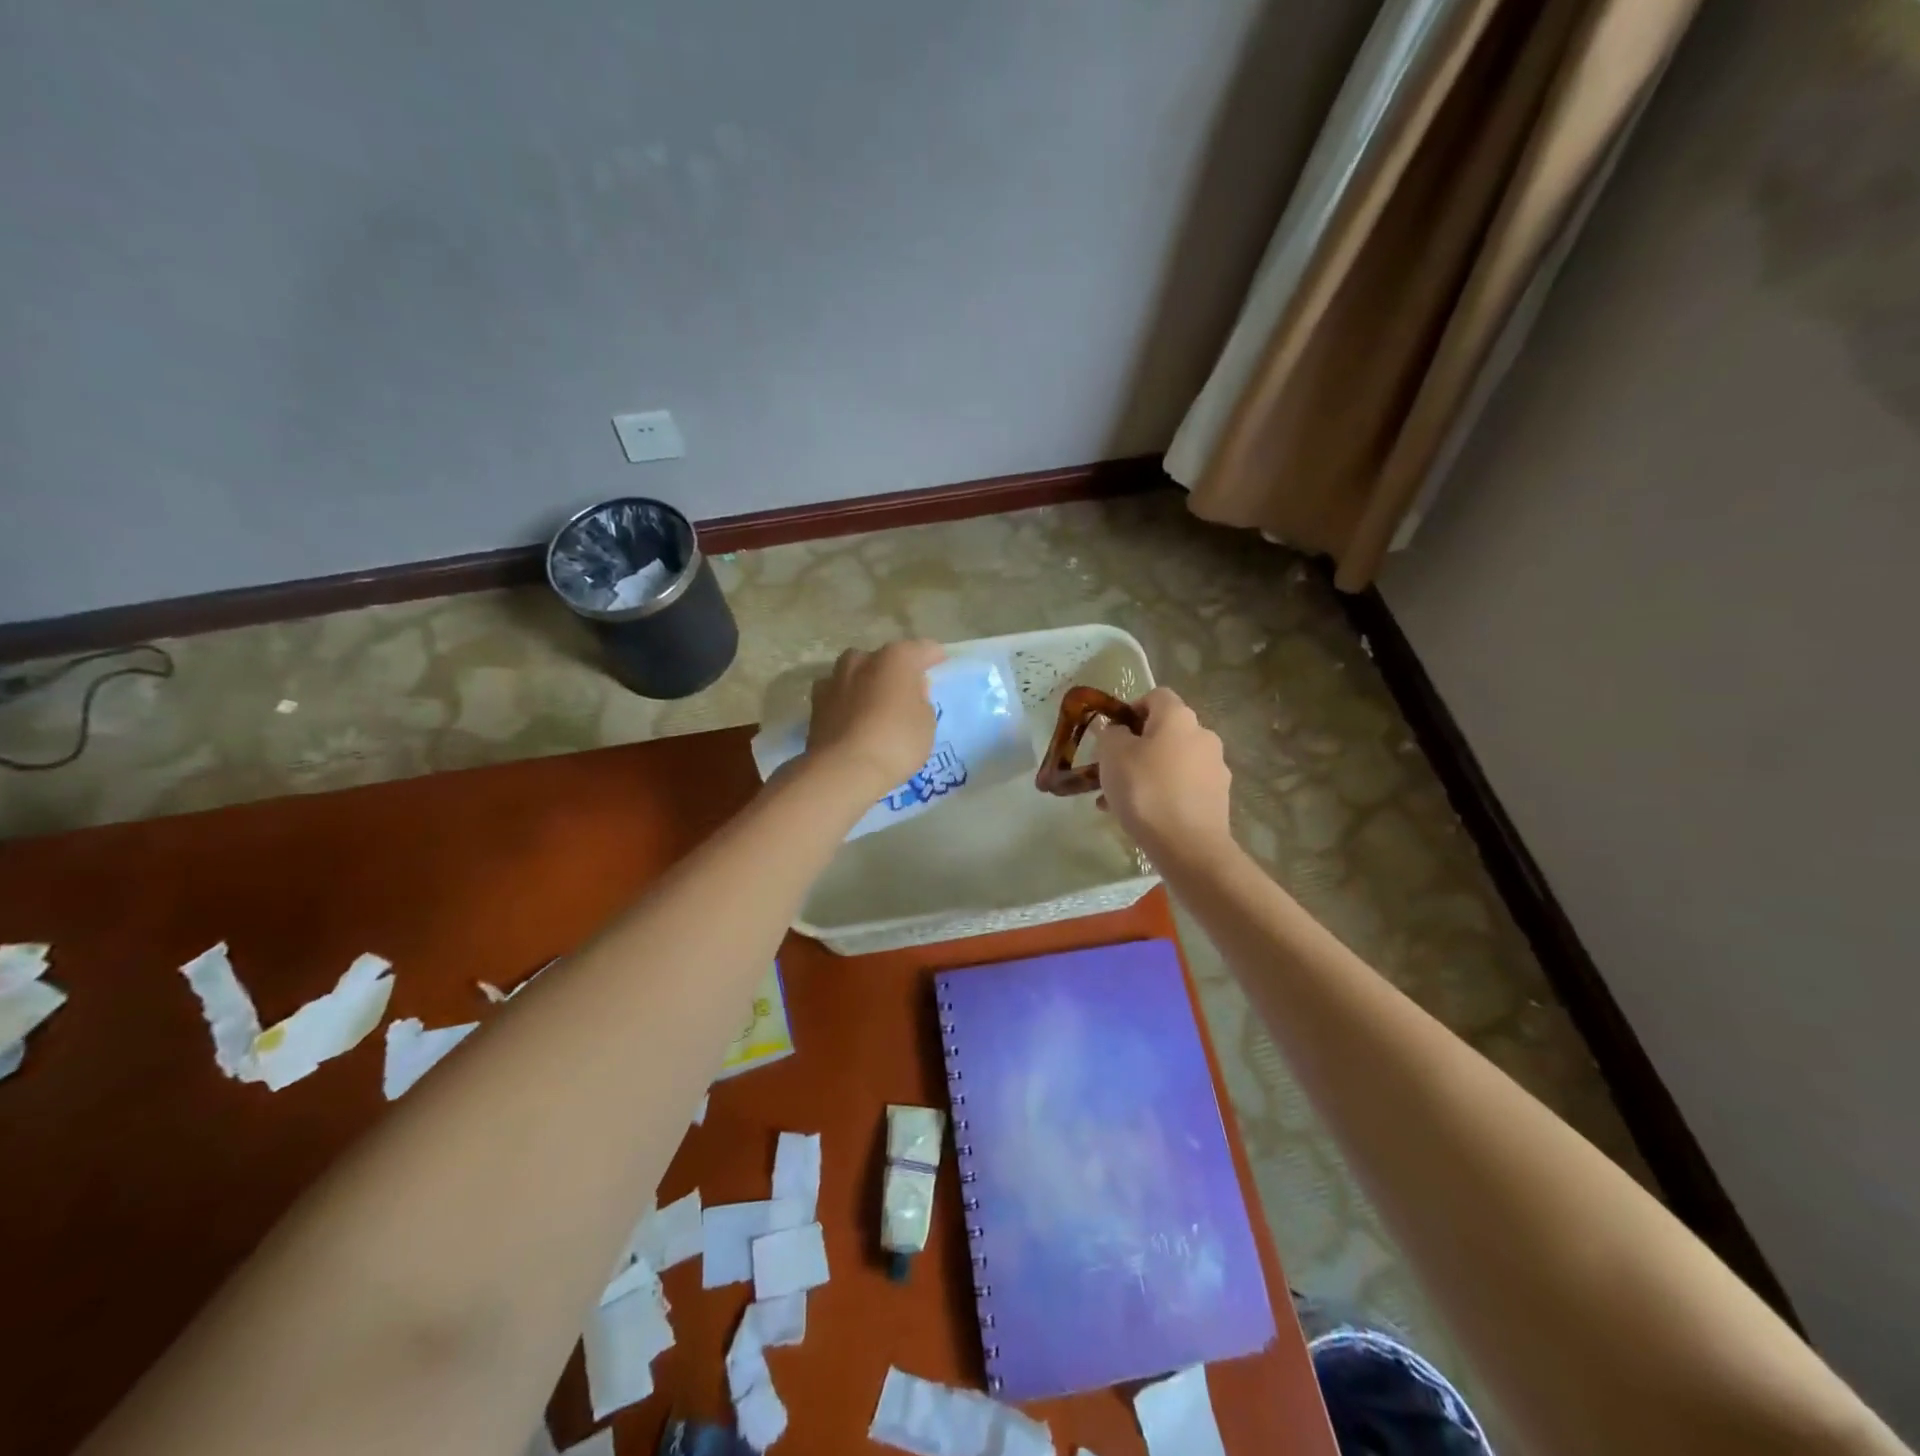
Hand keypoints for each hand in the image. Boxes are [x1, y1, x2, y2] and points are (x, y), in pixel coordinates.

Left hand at [805, 640, 945, 795]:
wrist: (843, 770)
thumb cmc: (896, 742)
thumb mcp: (926, 723)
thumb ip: (920, 701)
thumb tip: (909, 693)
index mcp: (895, 658)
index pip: (921, 650)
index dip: (933, 657)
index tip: (940, 664)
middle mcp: (861, 660)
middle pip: (883, 660)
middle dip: (894, 671)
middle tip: (905, 692)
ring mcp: (834, 680)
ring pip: (855, 675)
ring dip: (866, 685)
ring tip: (875, 706)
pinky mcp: (815, 704)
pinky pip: (839, 697)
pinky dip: (847, 704)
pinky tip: (853, 721)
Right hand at [1092, 686, 1232, 861]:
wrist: (1188, 846)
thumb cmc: (1145, 790)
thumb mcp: (1112, 755)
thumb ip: (1110, 734)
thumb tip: (1116, 729)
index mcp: (1178, 717)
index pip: (1155, 696)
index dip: (1131, 709)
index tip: (1112, 734)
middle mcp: (1203, 735)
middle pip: (1164, 732)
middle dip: (1136, 748)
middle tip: (1111, 771)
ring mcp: (1215, 767)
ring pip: (1171, 762)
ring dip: (1147, 773)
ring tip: (1119, 801)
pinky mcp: (1218, 797)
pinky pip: (1183, 786)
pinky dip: (1163, 793)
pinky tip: (1142, 817)